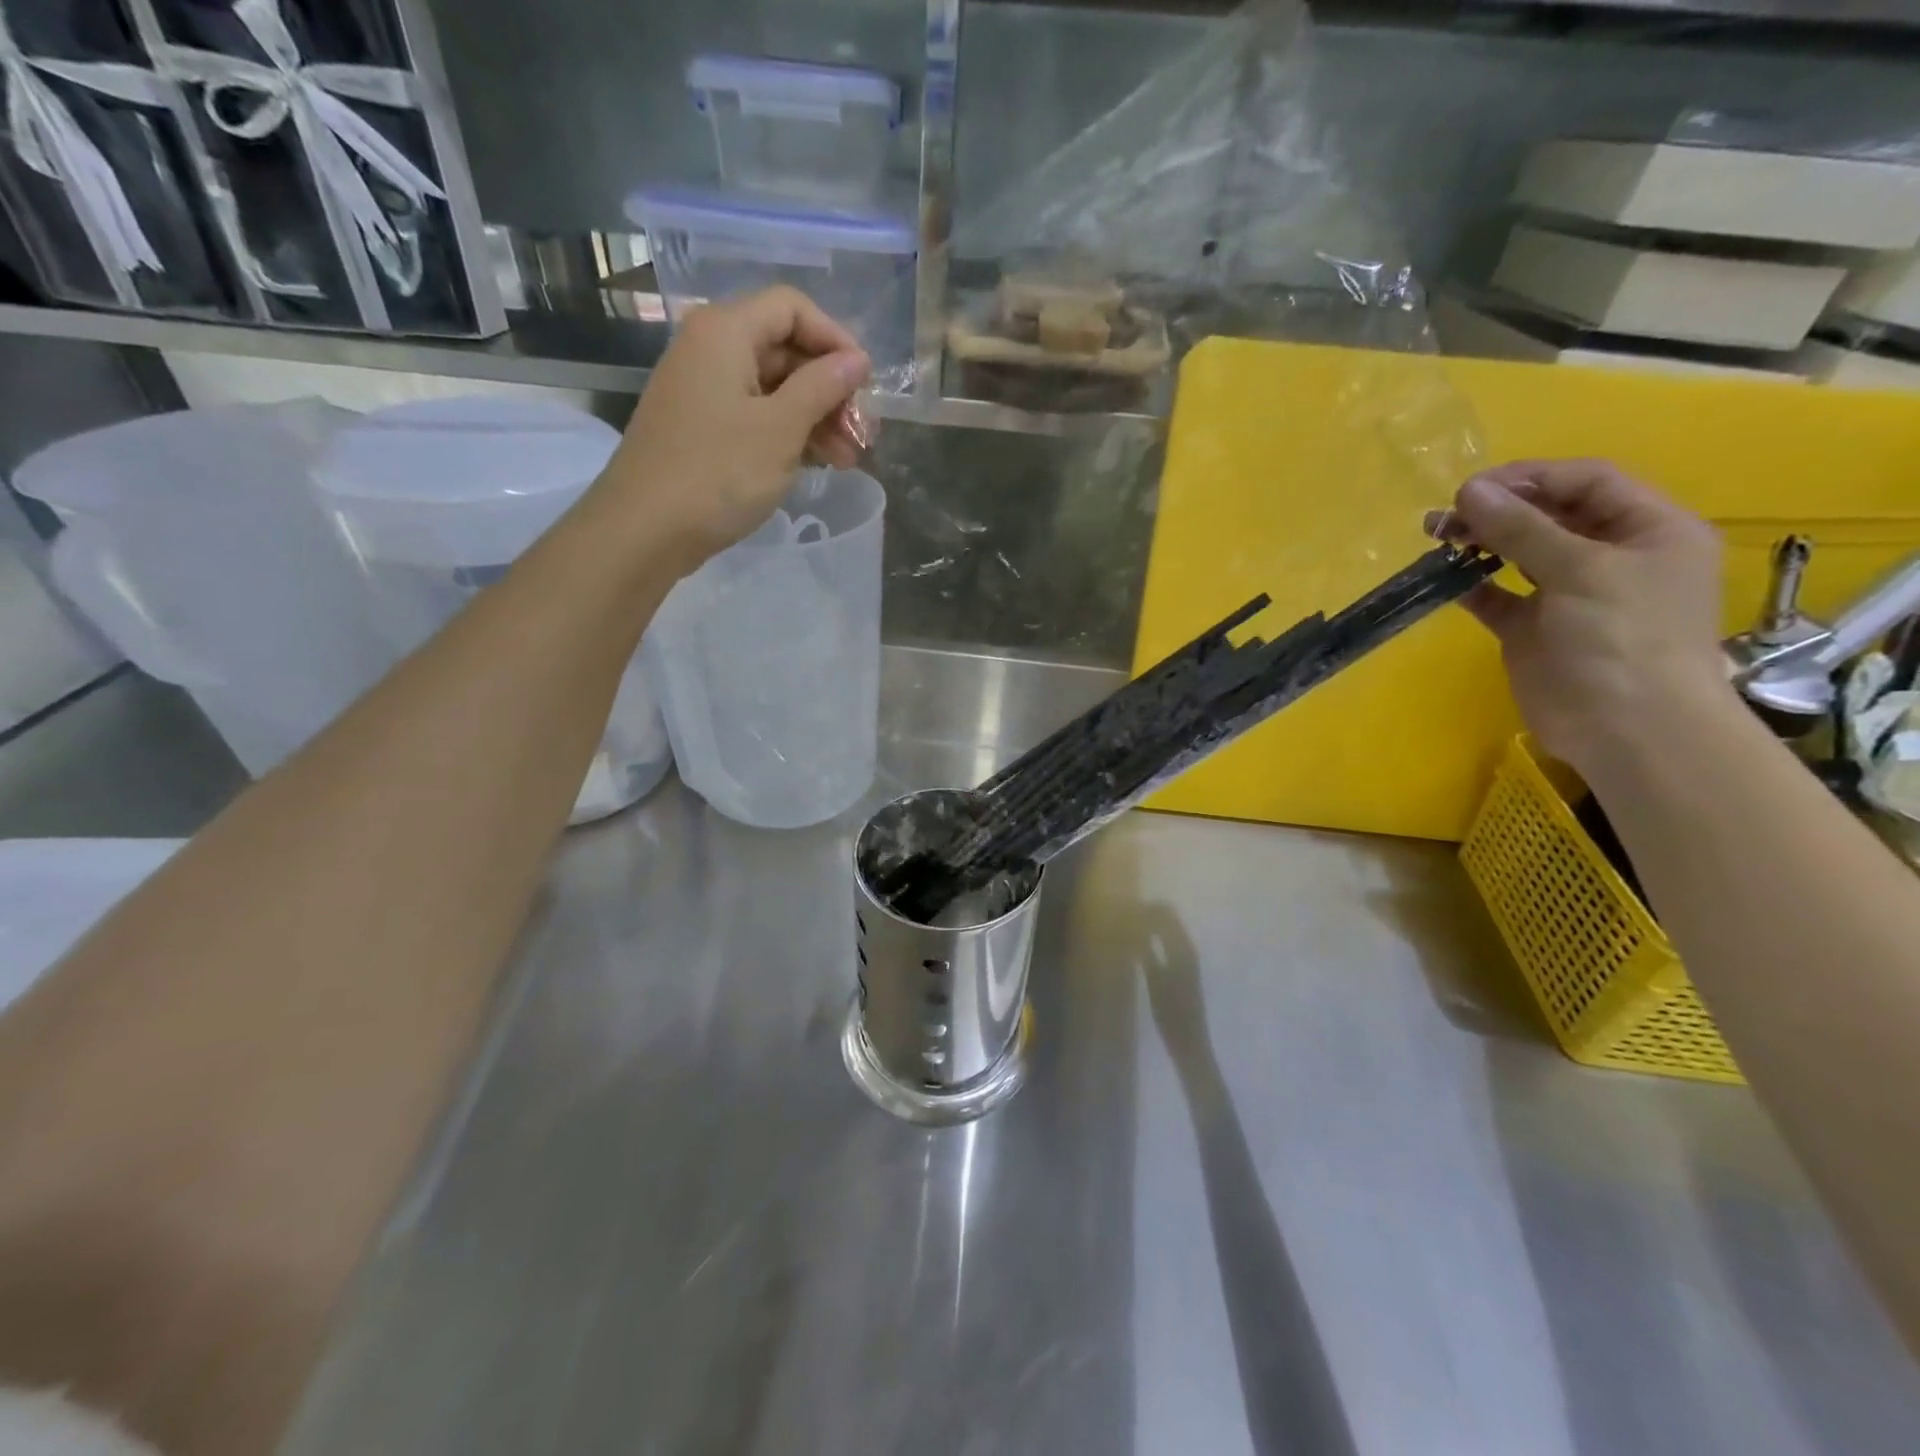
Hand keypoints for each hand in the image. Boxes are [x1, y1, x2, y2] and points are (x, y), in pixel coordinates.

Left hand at [593, 286, 870, 570]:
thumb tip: (856, 360)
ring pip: (773, 388)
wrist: (645, 530)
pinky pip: (754, 416)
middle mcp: (709, 349)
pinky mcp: (701, 428)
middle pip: (784, 349)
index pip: (792, 308)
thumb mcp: (781, 429)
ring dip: (816, 418)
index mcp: (725, 332)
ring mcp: (703, 391)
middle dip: (830, 388)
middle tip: (863, 433)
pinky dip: (788, 434)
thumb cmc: (718, 473)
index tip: (865, 382)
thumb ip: (822, 388)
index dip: (835, 339)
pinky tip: (817, 463)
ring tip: (848, 459)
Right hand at [1445, 459, 1731, 775]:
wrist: (1627, 728)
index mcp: (1648, 530)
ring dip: (1481, 543)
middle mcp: (1612, 556)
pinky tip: (1445, 579)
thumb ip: (1521, 528)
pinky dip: (1473, 586)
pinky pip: (1499, 597)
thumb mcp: (1580, 570)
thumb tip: (1469, 490)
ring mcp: (1571, 595)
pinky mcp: (1535, 630)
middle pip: (1550, 516)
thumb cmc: (1622, 638)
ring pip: (1520, 554)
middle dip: (1499, 510)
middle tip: (1446, 516)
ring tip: (1439, 538)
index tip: (1474, 487)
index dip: (1531, 478)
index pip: (1587, 482)